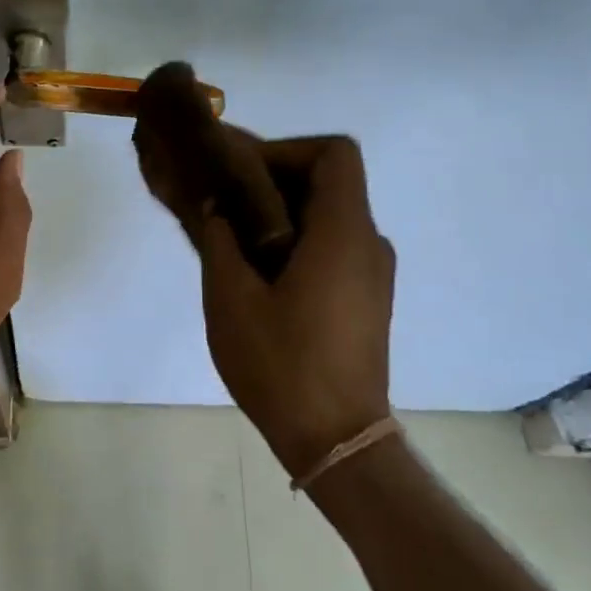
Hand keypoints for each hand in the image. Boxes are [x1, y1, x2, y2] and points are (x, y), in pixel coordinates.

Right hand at [195, 137, 395, 478]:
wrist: (335, 440)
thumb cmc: (281, 364)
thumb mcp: (230, 298)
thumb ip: (220, 241)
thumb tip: (218, 210)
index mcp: (342, 233)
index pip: (335, 153)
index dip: (287, 149)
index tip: (243, 174)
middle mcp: (368, 244)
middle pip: (328, 181)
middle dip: (273, 178)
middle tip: (224, 198)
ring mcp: (372, 274)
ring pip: (328, 215)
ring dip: (282, 212)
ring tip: (232, 235)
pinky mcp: (366, 299)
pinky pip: (332, 246)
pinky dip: (296, 240)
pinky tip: (257, 272)